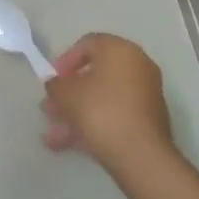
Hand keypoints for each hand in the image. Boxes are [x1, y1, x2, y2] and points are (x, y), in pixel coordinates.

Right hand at [42, 33, 181, 182]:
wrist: (139, 154)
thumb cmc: (99, 111)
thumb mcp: (65, 93)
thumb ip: (55, 84)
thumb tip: (57, 85)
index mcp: (120, 50)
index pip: (88, 43)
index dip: (65, 60)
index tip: (52, 80)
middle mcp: (138, 66)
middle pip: (94, 74)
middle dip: (68, 93)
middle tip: (50, 109)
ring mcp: (145, 94)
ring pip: (102, 98)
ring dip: (76, 113)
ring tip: (53, 134)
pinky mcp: (148, 120)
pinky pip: (114, 114)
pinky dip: (93, 124)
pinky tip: (69, 144)